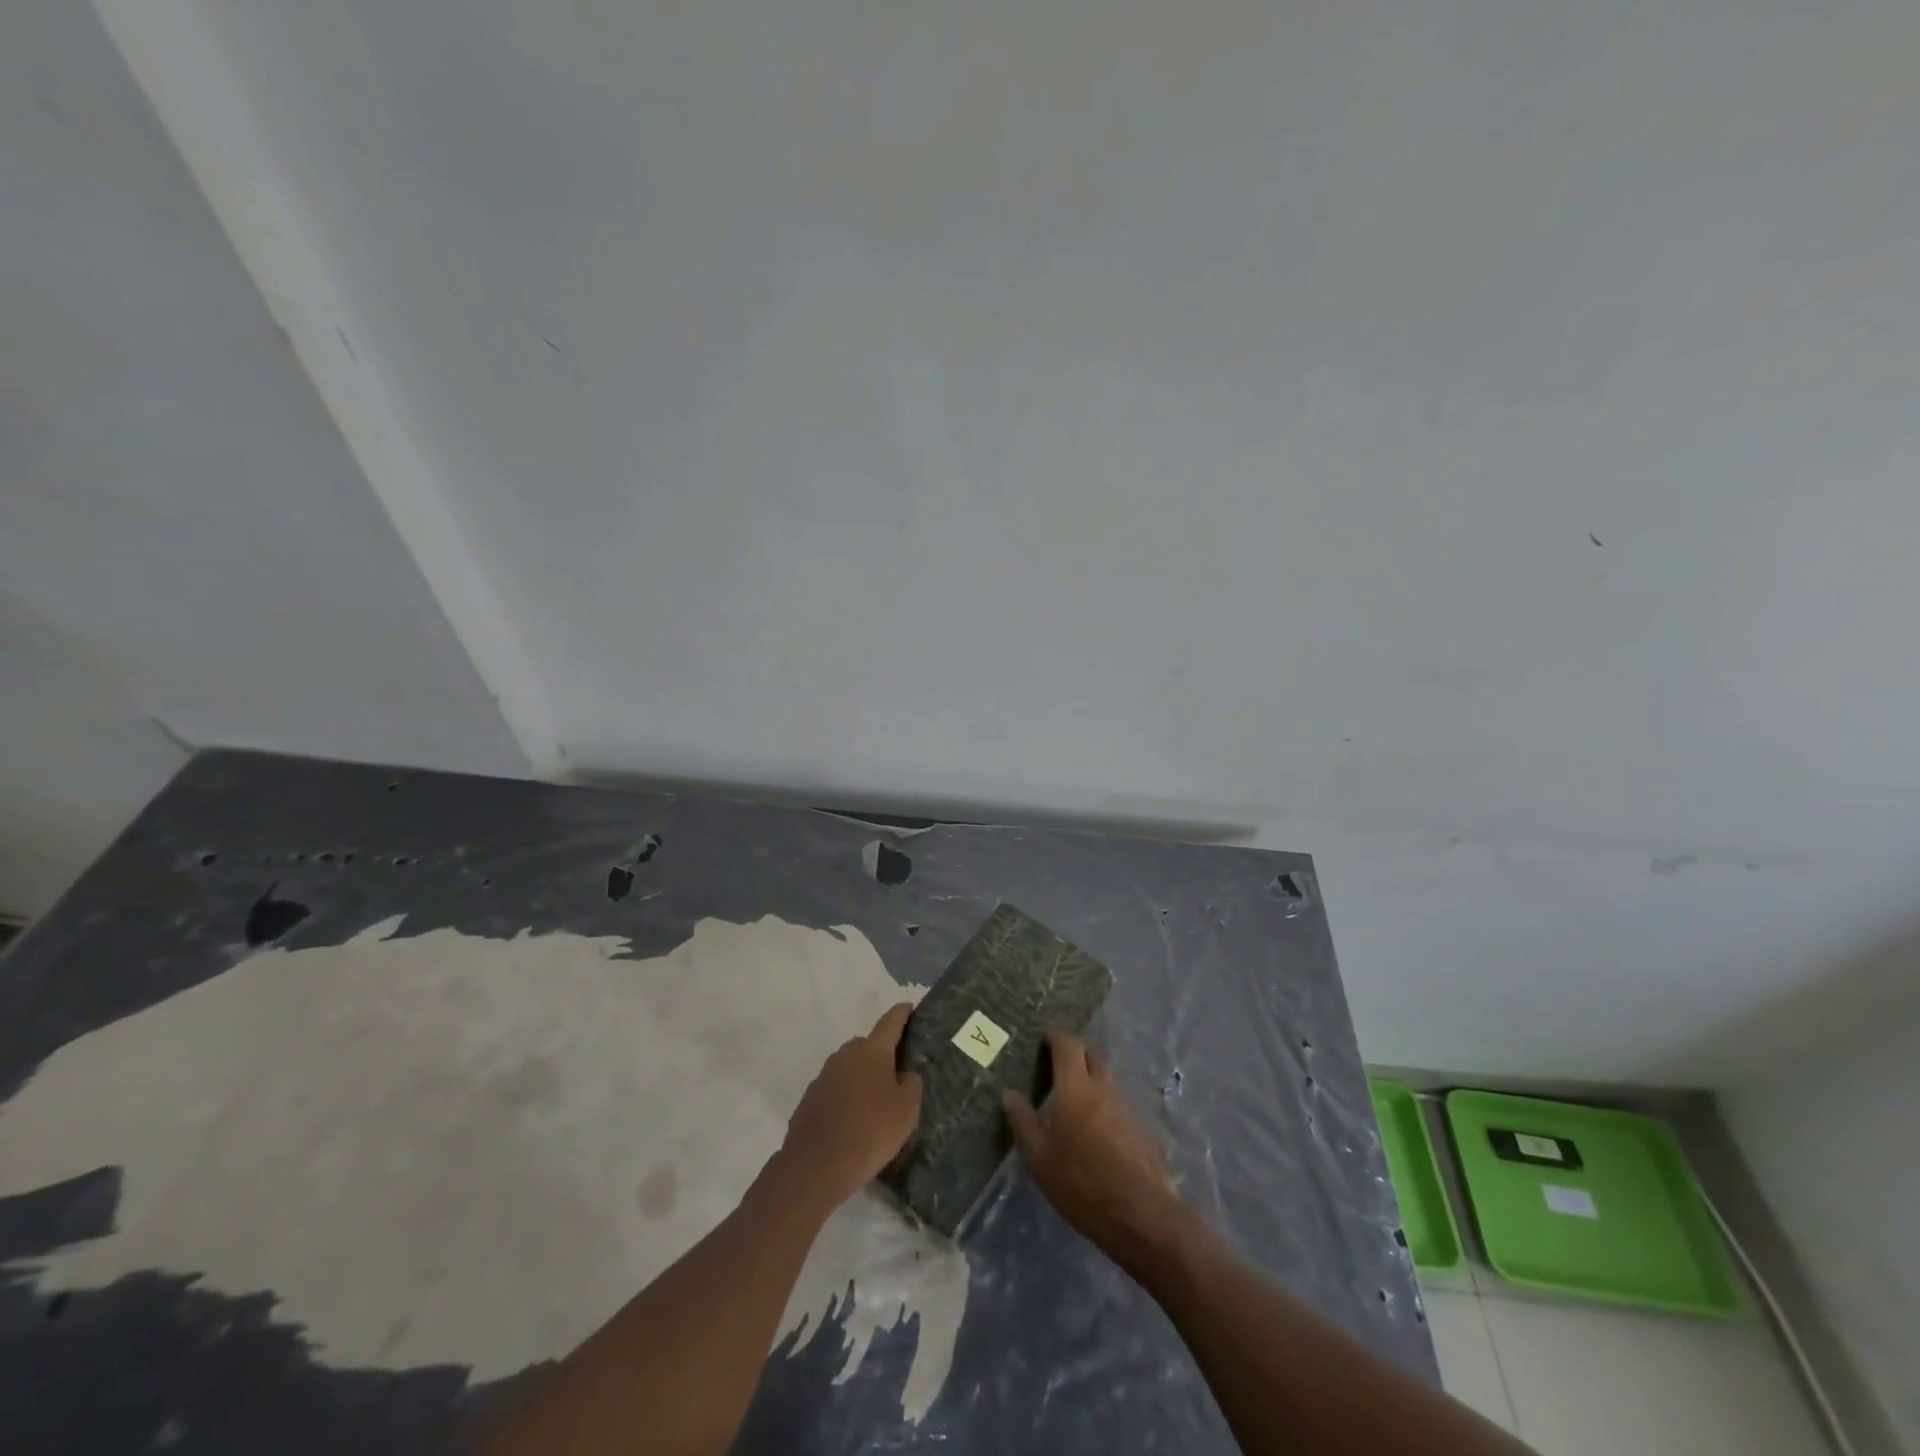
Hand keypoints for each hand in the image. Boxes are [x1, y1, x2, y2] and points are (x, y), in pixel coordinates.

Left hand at [781, 1003, 923, 1207]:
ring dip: (862, 1077)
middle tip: (897, 1072)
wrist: (816, 1166)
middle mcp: (845, 1054)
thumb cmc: (870, 1131)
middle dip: (882, 1053)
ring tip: (875, 1102)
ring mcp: (824, 1075)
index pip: (891, 1021)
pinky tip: (853, 1120)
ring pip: (850, 1067)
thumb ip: (911, 1085)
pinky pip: (835, 1090)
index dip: (902, 1013)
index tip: (909, 1008)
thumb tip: (904, 1075)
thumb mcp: (907, 1110)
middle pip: (868, 1045)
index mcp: (872, 1050)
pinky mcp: (809, 1099)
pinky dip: (845, 1097)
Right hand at [1004, 1031, 1187, 1266]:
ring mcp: (1127, 1106)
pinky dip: (1104, 1104)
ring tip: (1073, 1102)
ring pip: (1106, 1079)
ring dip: (1090, 1080)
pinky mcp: (1142, 1127)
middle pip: (1091, 1055)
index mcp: (1075, 1088)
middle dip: (1074, 1054)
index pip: (1068, 1044)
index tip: (1043, 1040)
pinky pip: (1118, 1103)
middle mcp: (1103, 1087)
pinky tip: (1096, 1131)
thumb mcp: (1040, 1160)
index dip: (1056, 1037)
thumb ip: (1024, 1122)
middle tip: (1055, 1069)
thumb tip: (1009, 1093)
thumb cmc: (1082, 1185)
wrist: (1143, 1216)